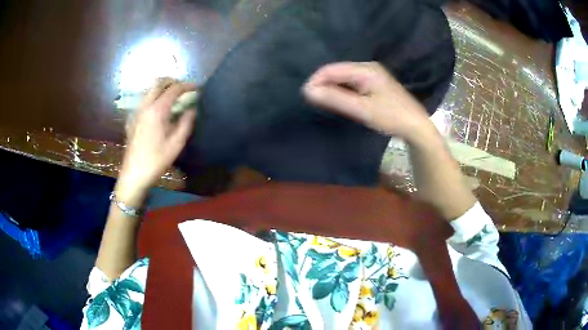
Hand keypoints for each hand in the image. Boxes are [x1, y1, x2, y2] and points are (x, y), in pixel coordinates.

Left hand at [116, 78, 196, 206]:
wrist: (133, 175)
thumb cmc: (156, 160)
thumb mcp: (176, 144)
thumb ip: (186, 123)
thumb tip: (192, 109)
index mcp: (157, 110)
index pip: (174, 89)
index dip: (187, 86)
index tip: (197, 88)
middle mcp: (145, 106)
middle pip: (158, 83)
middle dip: (172, 81)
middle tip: (183, 88)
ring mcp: (136, 112)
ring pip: (149, 90)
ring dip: (162, 89)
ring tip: (172, 98)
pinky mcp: (132, 119)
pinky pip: (143, 101)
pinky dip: (153, 99)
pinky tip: (158, 111)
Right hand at [303, 62, 432, 140]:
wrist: (416, 127)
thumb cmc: (391, 117)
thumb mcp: (362, 109)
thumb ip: (335, 99)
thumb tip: (308, 91)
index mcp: (365, 69)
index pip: (332, 69)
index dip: (316, 80)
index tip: (305, 96)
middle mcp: (368, 67)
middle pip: (338, 72)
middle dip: (323, 84)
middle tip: (313, 101)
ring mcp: (373, 75)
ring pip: (344, 78)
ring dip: (332, 88)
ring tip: (323, 102)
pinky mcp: (375, 84)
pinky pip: (352, 84)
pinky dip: (343, 91)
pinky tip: (340, 101)